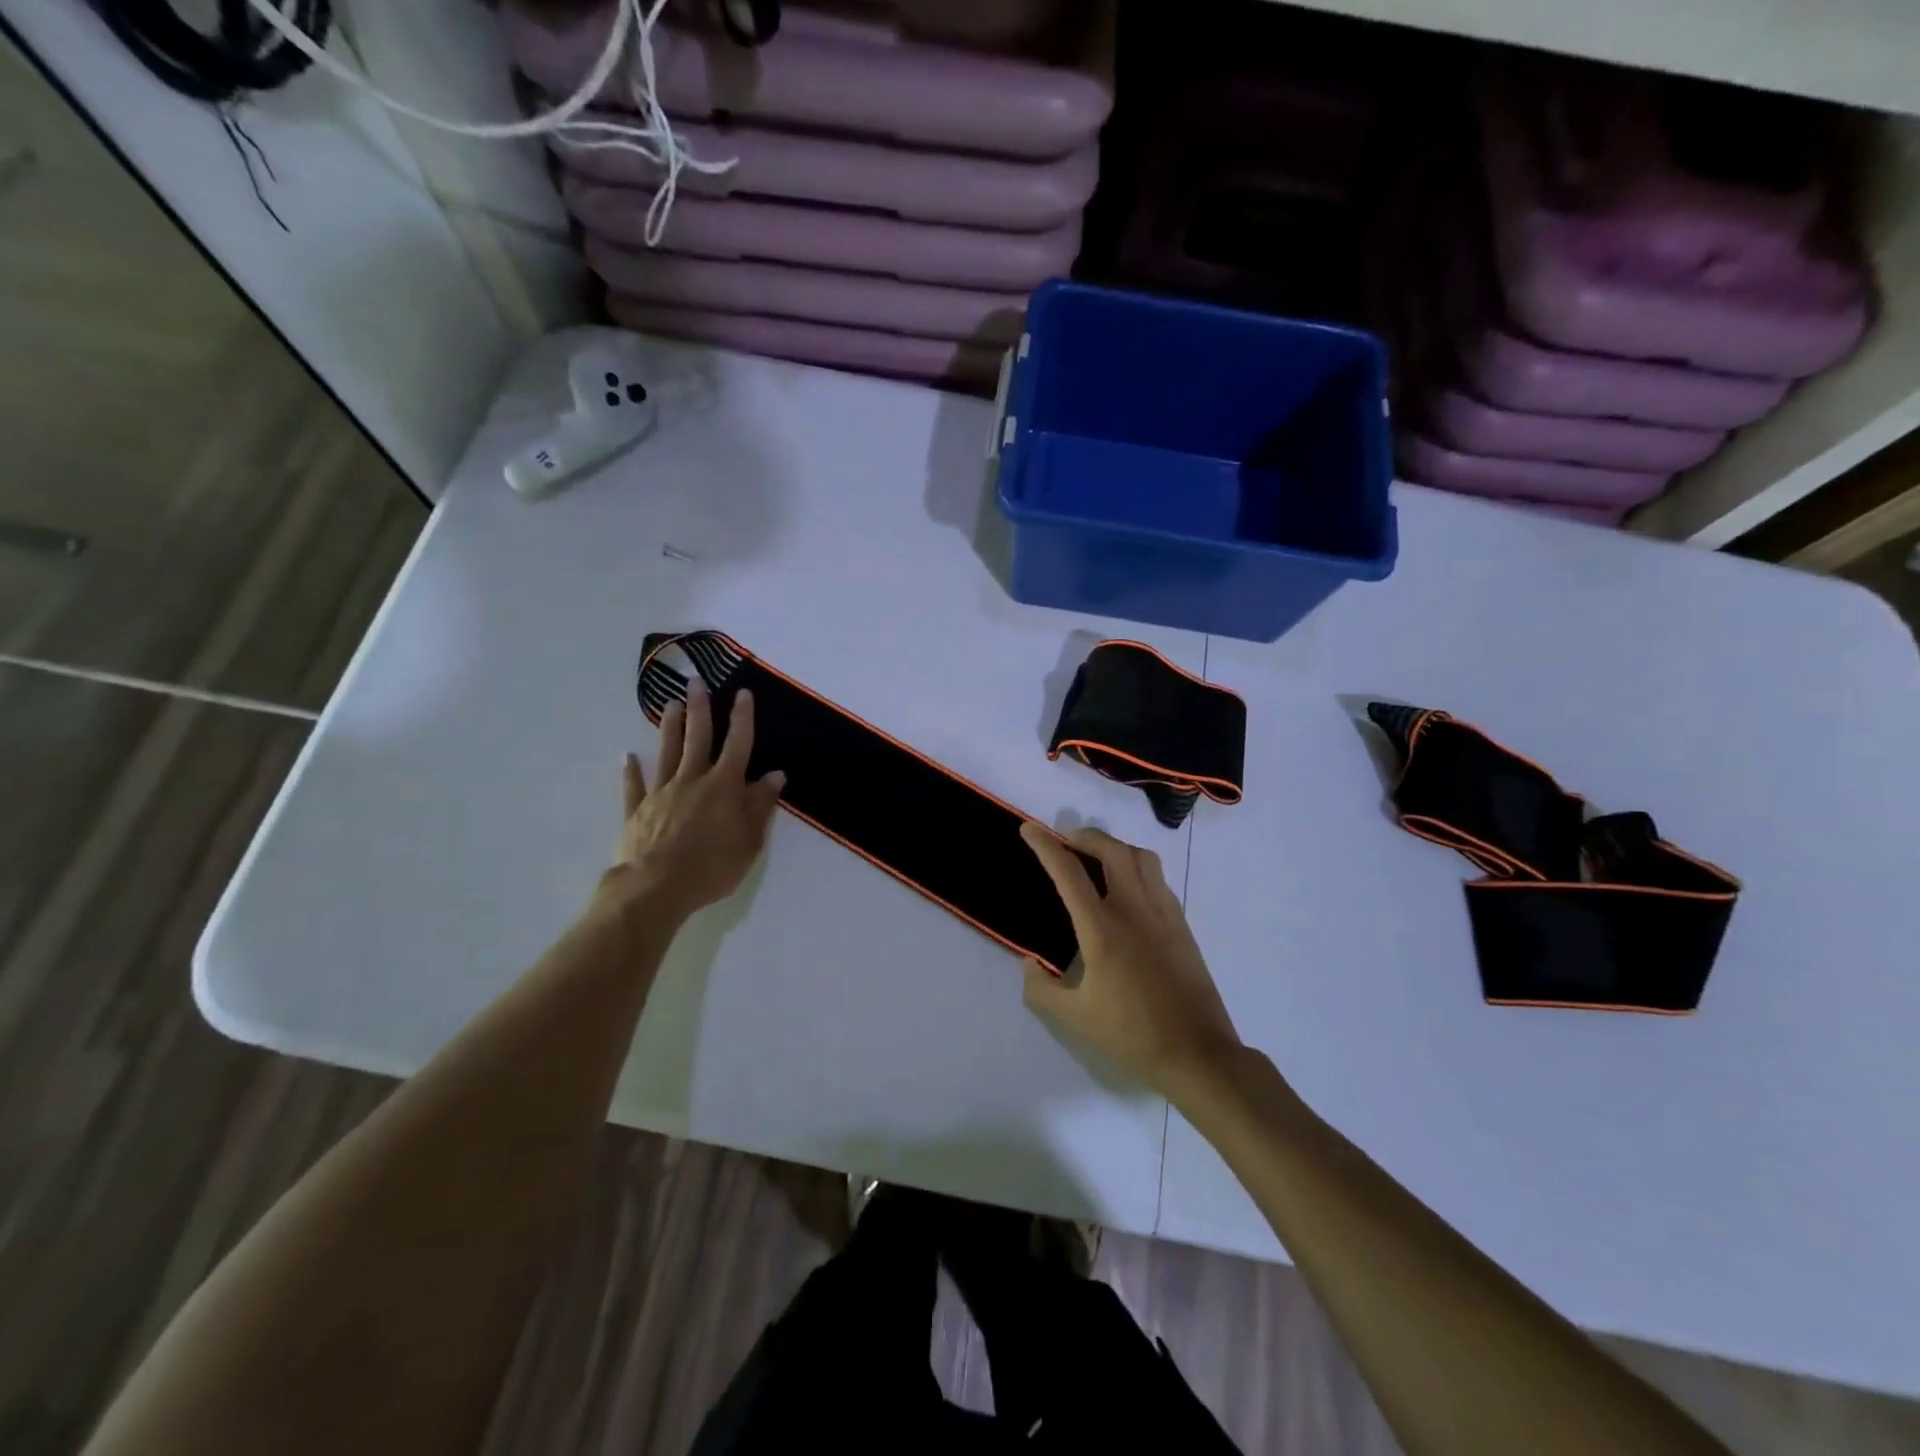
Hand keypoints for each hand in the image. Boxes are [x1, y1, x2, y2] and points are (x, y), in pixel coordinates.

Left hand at [601, 682, 785, 919]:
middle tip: (696, 682)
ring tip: (670, 705)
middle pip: (697, 738)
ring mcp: (661, 794)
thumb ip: (761, 805)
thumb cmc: (712, 867)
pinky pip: (634, 787)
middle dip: (700, 709)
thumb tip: (775, 775)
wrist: (655, 888)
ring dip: (670, 728)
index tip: (742, 693)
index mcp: (724, 787)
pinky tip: (628, 757)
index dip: (742, 718)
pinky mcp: (637, 812)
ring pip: (667, 753)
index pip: (738, 744)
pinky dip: (631, 771)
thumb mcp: (750, 841)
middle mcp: (692, 781)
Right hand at [1019, 822, 1242, 1093]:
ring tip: (1097, 859)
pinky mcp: (1181, 925)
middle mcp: (1134, 909)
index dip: (1045, 846)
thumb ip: (1041, 988)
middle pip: (1111, 850)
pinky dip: (1136, 867)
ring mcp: (1163, 913)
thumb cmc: (1131, 1035)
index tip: (1029, 829)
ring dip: (1114, 847)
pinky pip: (1157, 879)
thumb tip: (1029, 963)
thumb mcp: (1073, 1018)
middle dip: (1085, 836)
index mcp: (1102, 929)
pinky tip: (1127, 889)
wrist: (1197, 1054)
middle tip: (1065, 842)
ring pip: (1141, 857)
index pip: (1068, 873)